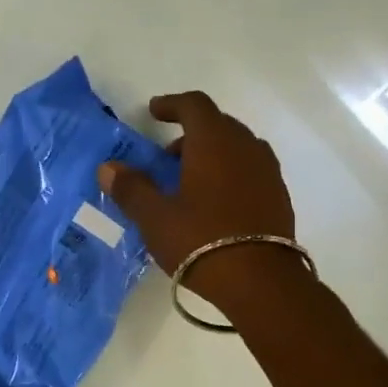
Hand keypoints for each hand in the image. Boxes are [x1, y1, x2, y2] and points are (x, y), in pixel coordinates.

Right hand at [98, 91, 302, 314]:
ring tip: (189, 181)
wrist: (261, 282)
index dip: (172, 104)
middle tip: (166, 157)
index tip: (154, 112)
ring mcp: (267, 171)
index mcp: (214, 142)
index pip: (194, 105)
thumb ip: (132, 188)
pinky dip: (230, 173)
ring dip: (212, 154)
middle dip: (190, 133)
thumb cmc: (201, 241)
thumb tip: (108, 167)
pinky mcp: (279, 196)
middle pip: (217, 124)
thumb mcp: (156, 218)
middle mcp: (245, 147)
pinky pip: (250, 170)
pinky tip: (215, 204)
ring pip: (237, 147)